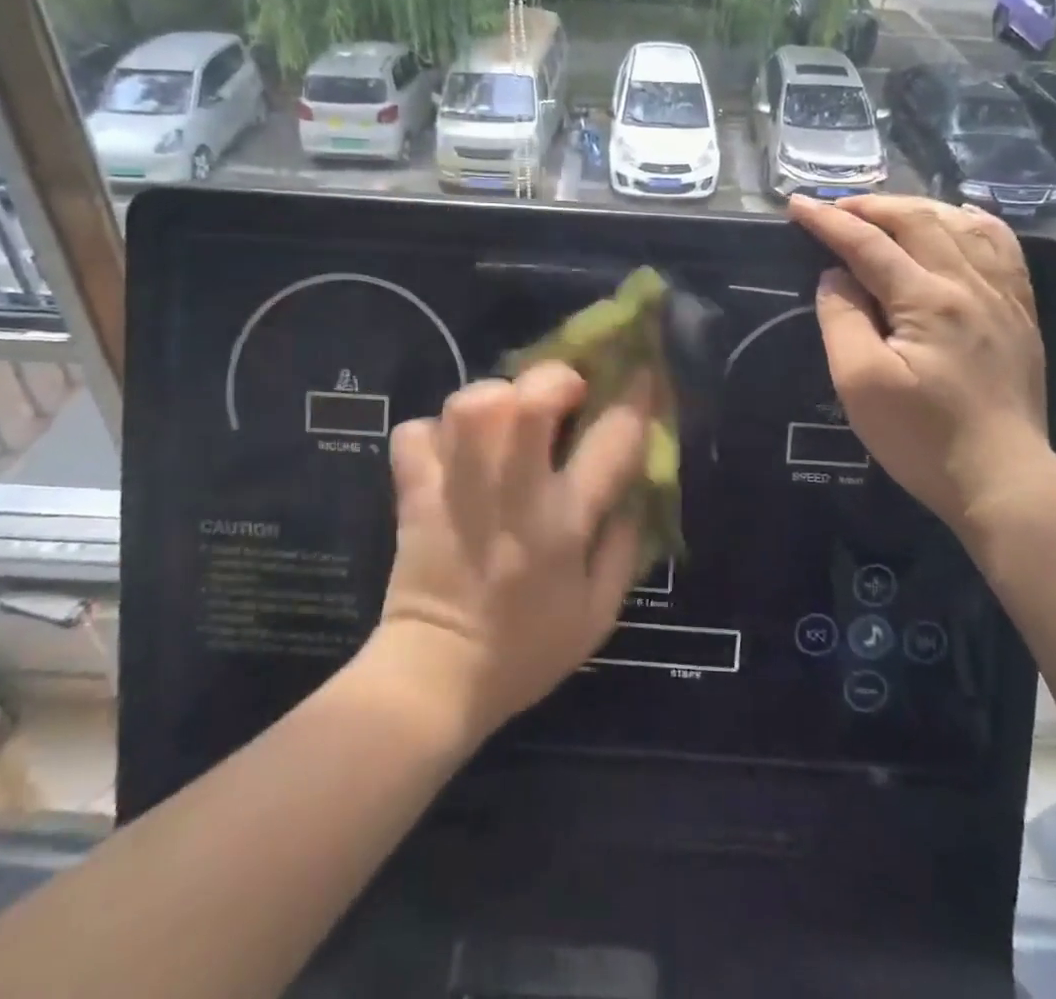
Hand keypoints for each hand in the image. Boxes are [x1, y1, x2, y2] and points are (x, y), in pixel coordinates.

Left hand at [374, 363, 650, 738]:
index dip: (634, 398)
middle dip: (553, 379)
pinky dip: (433, 432)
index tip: (640, 376)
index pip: (612, 441)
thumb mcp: (599, 613)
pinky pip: (415, 434)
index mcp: (563, 522)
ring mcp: (457, 490)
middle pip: (528, 401)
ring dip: (494, 398)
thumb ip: (624, 546)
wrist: (436, 679)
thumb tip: (634, 490)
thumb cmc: (526, 650)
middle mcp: (512, 494)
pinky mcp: (415, 494)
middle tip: (561, 395)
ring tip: (505, 419)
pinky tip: (453, 450)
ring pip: (470, 406)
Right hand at [786, 194, 1053, 524]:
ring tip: (884, 211)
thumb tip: (835, 277)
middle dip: (869, 206)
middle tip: (834, 208)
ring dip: (916, 208)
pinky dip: (972, 222)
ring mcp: (1003, 295)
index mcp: (927, 300)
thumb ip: (842, 320)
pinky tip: (958, 219)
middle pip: (917, 221)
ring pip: (961, 224)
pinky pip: (1002, 246)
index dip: (828, 221)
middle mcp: (970, 284)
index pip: (868, 244)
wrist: (1003, 480)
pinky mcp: (1020, 312)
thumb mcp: (860, 384)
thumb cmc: (922, 437)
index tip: (796, 204)